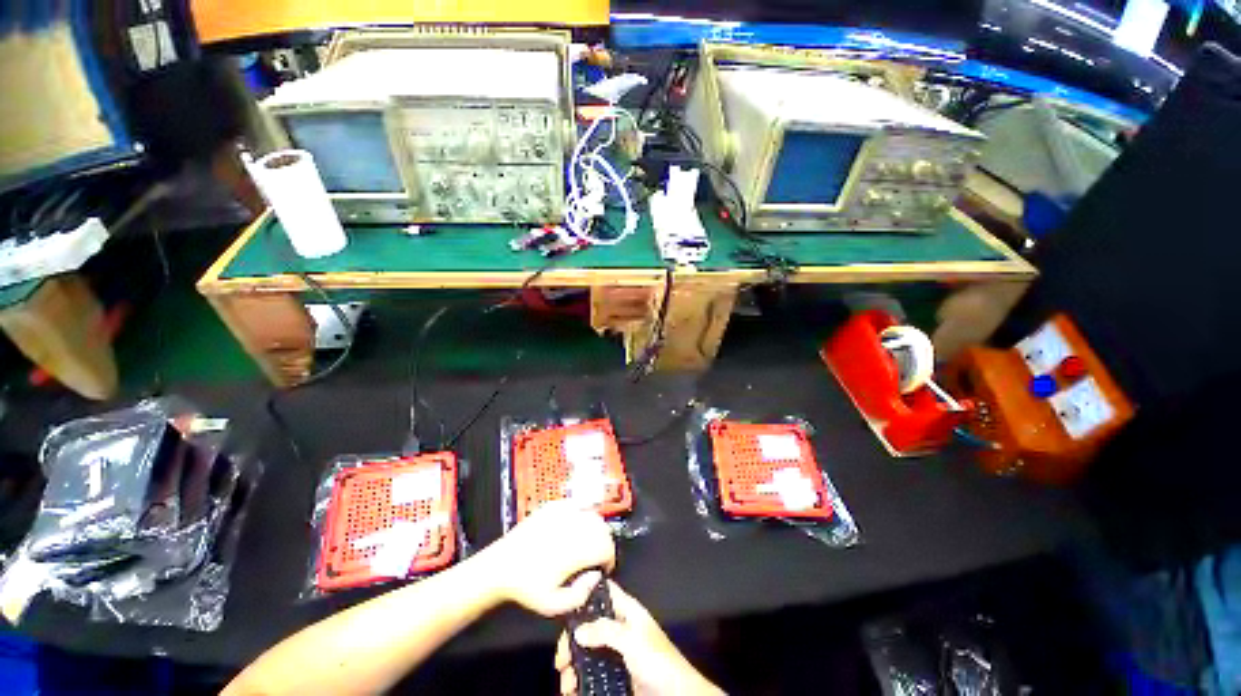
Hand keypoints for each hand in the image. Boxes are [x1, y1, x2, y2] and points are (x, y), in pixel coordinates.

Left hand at [484, 500, 615, 616]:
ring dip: (595, 529)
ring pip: (593, 514)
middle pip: (603, 528)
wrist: (501, 565)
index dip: (609, 559)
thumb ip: (581, 595)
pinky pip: (578, 505)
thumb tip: (595, 577)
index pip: (607, 546)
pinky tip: (574, 528)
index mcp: (576, 549)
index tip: (602, 569)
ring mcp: (564, 512)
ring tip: (586, 543)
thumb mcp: (553, 605)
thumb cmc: (527, 587)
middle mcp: (574, 526)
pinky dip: (582, 515)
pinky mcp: (555, 505)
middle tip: (595, 557)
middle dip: (604, 543)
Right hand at [555, 581, 724, 695]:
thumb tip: (578, 630)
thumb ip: (606, 631)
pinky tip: (573, 689)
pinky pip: (592, 672)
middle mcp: (619, 628)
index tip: (564, 603)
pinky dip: (580, 680)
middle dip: (572, 640)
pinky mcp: (615, 673)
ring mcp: (617, 652)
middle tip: (561, 659)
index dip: (585, 592)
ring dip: (573, 665)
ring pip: (587, 651)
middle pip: (589, 625)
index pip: (604, 592)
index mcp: (627, 612)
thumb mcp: (633, 641)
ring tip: (566, 682)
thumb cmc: (659, 662)